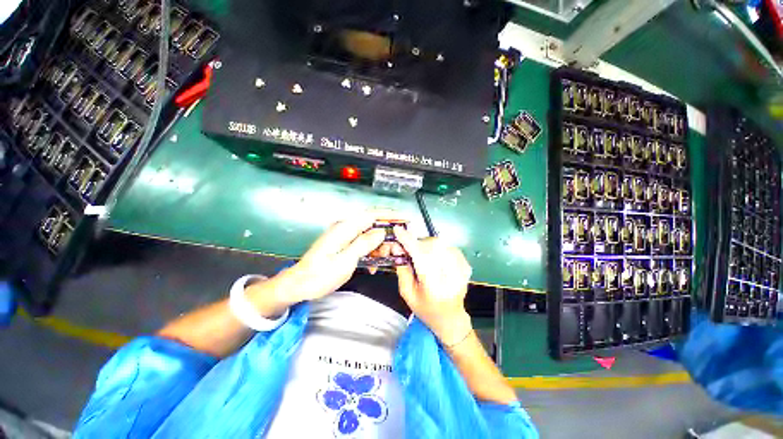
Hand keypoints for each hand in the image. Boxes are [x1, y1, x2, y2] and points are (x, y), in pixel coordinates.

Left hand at [271, 210, 406, 304]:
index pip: (371, 215)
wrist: (299, 284)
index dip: (389, 215)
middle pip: (372, 225)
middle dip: (385, 236)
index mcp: (344, 229)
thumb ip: (363, 244)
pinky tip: (372, 265)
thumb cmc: (319, 275)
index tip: (404, 219)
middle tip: (394, 251)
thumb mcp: (344, 261)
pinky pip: (362, 244)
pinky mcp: (344, 244)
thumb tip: (380, 232)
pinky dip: (370, 252)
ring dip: (378, 247)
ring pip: (369, 235)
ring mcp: (344, 236)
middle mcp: (345, 229)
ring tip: (381, 261)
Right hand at [393, 227, 472, 345]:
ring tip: (424, 257)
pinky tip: (435, 259)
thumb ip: (402, 269)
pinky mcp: (466, 265)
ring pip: (441, 243)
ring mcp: (462, 270)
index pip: (421, 257)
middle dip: (418, 243)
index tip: (398, 230)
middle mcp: (451, 276)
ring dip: (427, 245)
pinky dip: (438, 248)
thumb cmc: (425, 308)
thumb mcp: (407, 292)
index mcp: (434, 287)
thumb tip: (397, 246)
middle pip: (432, 246)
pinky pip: (448, 246)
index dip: (408, 241)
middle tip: (411, 251)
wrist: (450, 317)